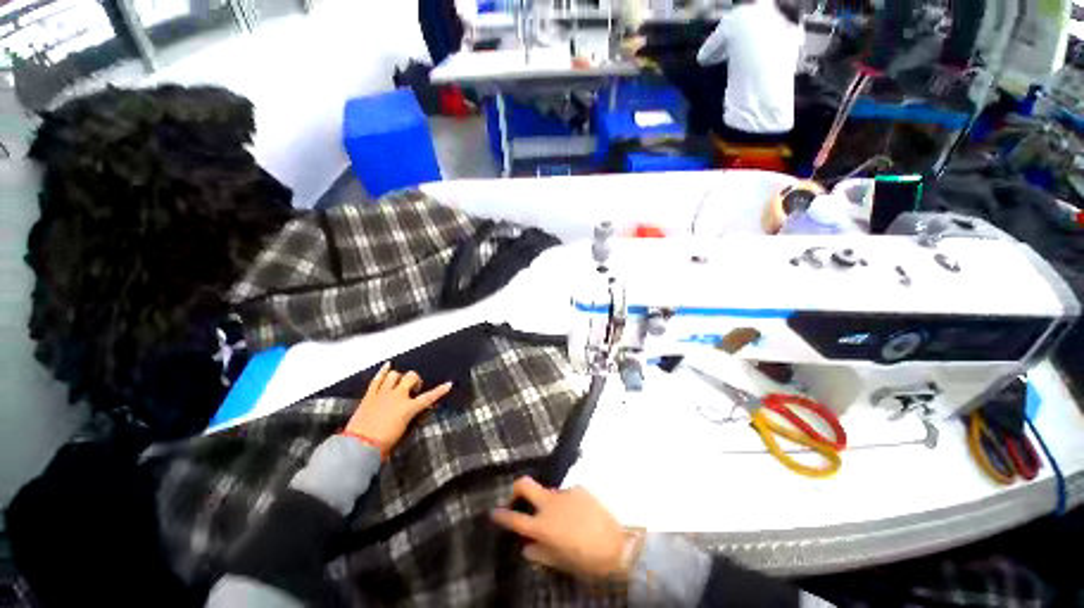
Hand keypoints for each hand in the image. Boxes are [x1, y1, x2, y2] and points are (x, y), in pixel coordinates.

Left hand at [344, 362, 451, 453]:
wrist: (360, 446)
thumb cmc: (384, 443)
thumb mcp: (404, 429)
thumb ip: (410, 416)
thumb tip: (412, 410)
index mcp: (409, 407)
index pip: (429, 397)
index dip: (440, 390)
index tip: (448, 384)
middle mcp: (398, 396)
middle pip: (411, 377)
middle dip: (415, 380)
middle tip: (414, 389)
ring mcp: (383, 393)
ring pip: (395, 375)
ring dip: (399, 378)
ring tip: (399, 384)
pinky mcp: (370, 395)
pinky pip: (377, 379)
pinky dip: (383, 371)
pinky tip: (388, 365)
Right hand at [491, 477, 627, 579]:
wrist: (617, 545)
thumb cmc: (585, 560)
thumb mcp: (560, 562)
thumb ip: (540, 553)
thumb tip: (526, 547)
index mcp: (542, 526)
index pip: (515, 519)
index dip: (502, 516)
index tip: (494, 512)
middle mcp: (549, 504)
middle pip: (525, 484)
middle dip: (516, 487)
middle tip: (517, 496)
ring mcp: (564, 492)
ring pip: (549, 492)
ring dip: (549, 503)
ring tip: (563, 519)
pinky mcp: (579, 488)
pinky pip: (567, 494)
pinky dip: (567, 503)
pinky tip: (578, 514)